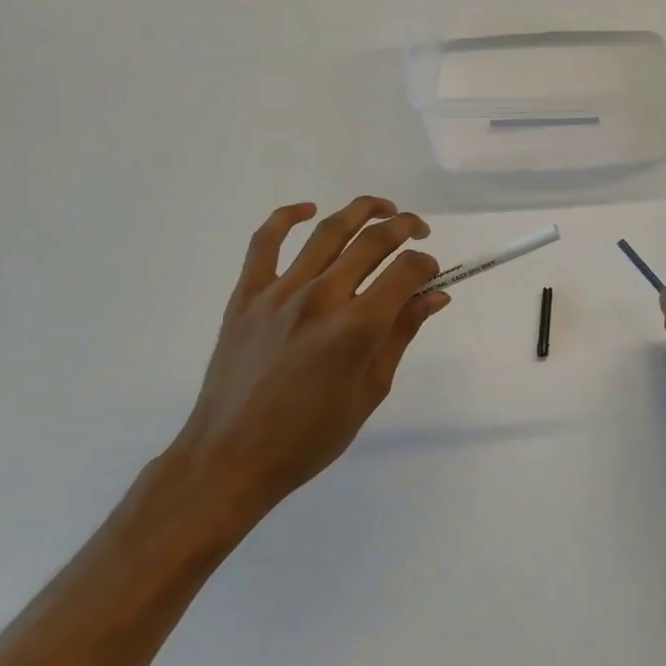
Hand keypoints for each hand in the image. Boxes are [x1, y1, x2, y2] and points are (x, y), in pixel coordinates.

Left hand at [167, 196, 446, 535]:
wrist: (231, 457)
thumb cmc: (310, 436)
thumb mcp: (371, 390)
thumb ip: (401, 334)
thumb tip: (434, 296)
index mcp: (356, 328)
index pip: (405, 272)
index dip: (427, 265)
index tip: (432, 274)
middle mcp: (321, 298)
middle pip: (372, 241)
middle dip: (405, 228)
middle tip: (419, 231)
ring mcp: (279, 292)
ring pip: (327, 231)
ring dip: (362, 210)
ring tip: (383, 209)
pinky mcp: (246, 294)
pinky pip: (264, 241)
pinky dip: (286, 216)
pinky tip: (308, 209)